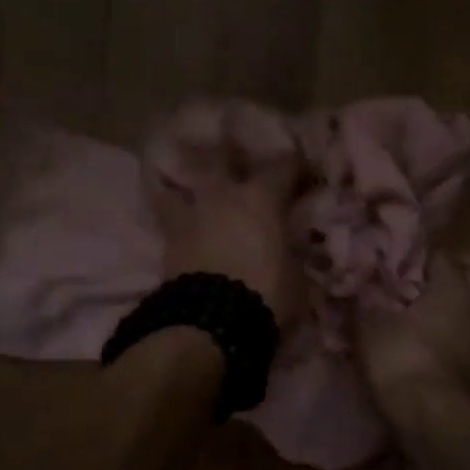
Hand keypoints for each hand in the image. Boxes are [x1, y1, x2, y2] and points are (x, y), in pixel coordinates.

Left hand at [145, 106, 302, 329]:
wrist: (211, 322)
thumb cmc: (266, 295)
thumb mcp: (296, 277)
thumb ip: (292, 254)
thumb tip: (291, 250)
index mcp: (262, 199)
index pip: (284, 166)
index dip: (296, 165)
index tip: (303, 169)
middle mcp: (224, 195)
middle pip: (222, 156)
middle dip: (229, 150)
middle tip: (233, 147)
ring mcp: (192, 213)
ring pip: (183, 179)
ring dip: (187, 173)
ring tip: (189, 173)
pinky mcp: (168, 237)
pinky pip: (166, 212)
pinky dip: (170, 205)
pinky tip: (171, 205)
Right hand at [357, 253, 469, 407]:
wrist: (430, 418)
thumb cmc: (401, 357)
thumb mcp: (370, 326)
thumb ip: (366, 304)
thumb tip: (360, 288)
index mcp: (454, 290)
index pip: (443, 259)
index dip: (425, 257)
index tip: (409, 261)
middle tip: (463, 293)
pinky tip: (463, 361)